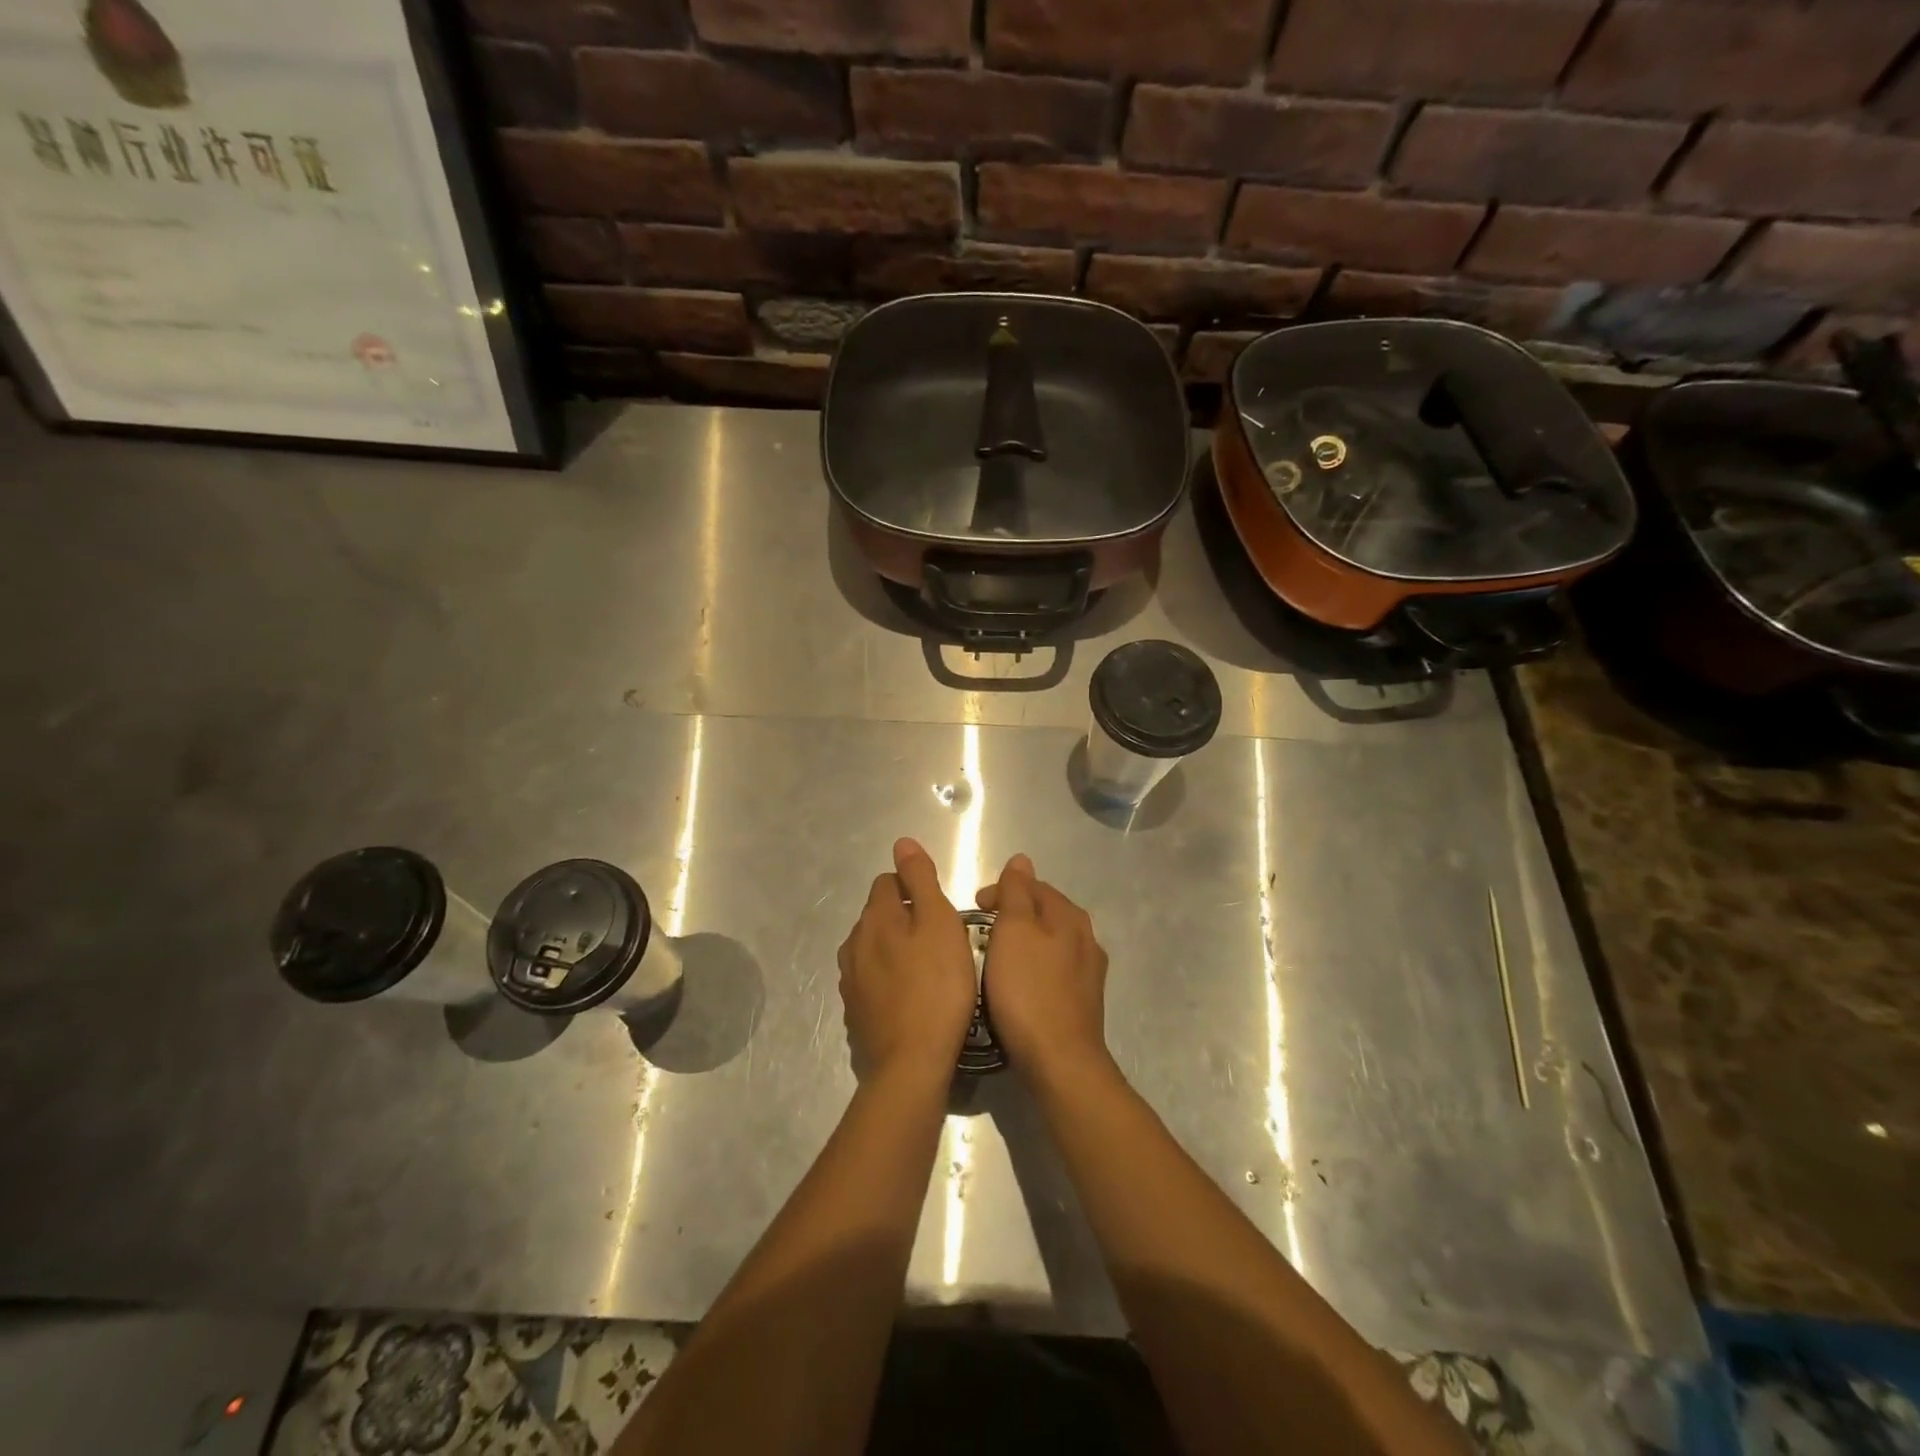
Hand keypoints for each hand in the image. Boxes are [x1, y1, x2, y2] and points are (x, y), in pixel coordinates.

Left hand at [837, 838, 977, 1082]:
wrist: (911, 1064)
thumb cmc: (937, 987)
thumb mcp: (939, 923)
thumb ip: (921, 879)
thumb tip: (902, 842)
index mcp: (875, 917)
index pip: (888, 882)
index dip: (915, 889)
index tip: (940, 911)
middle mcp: (854, 943)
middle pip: (879, 915)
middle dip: (905, 918)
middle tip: (941, 941)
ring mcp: (850, 980)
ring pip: (874, 948)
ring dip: (896, 949)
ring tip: (928, 970)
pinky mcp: (855, 1011)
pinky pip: (872, 980)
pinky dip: (889, 979)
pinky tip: (911, 997)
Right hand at [975, 854, 1109, 1084]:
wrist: (1060, 1061)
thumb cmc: (1028, 991)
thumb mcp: (1013, 931)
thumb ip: (1017, 892)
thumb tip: (1021, 860)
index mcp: (1069, 916)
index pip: (1033, 885)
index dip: (1002, 889)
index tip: (974, 906)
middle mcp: (1086, 938)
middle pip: (1044, 912)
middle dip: (1013, 914)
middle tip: (980, 931)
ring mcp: (1088, 972)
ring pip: (1050, 943)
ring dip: (1024, 942)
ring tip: (996, 958)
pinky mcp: (1083, 1002)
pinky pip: (1053, 971)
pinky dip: (1033, 969)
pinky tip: (1019, 985)